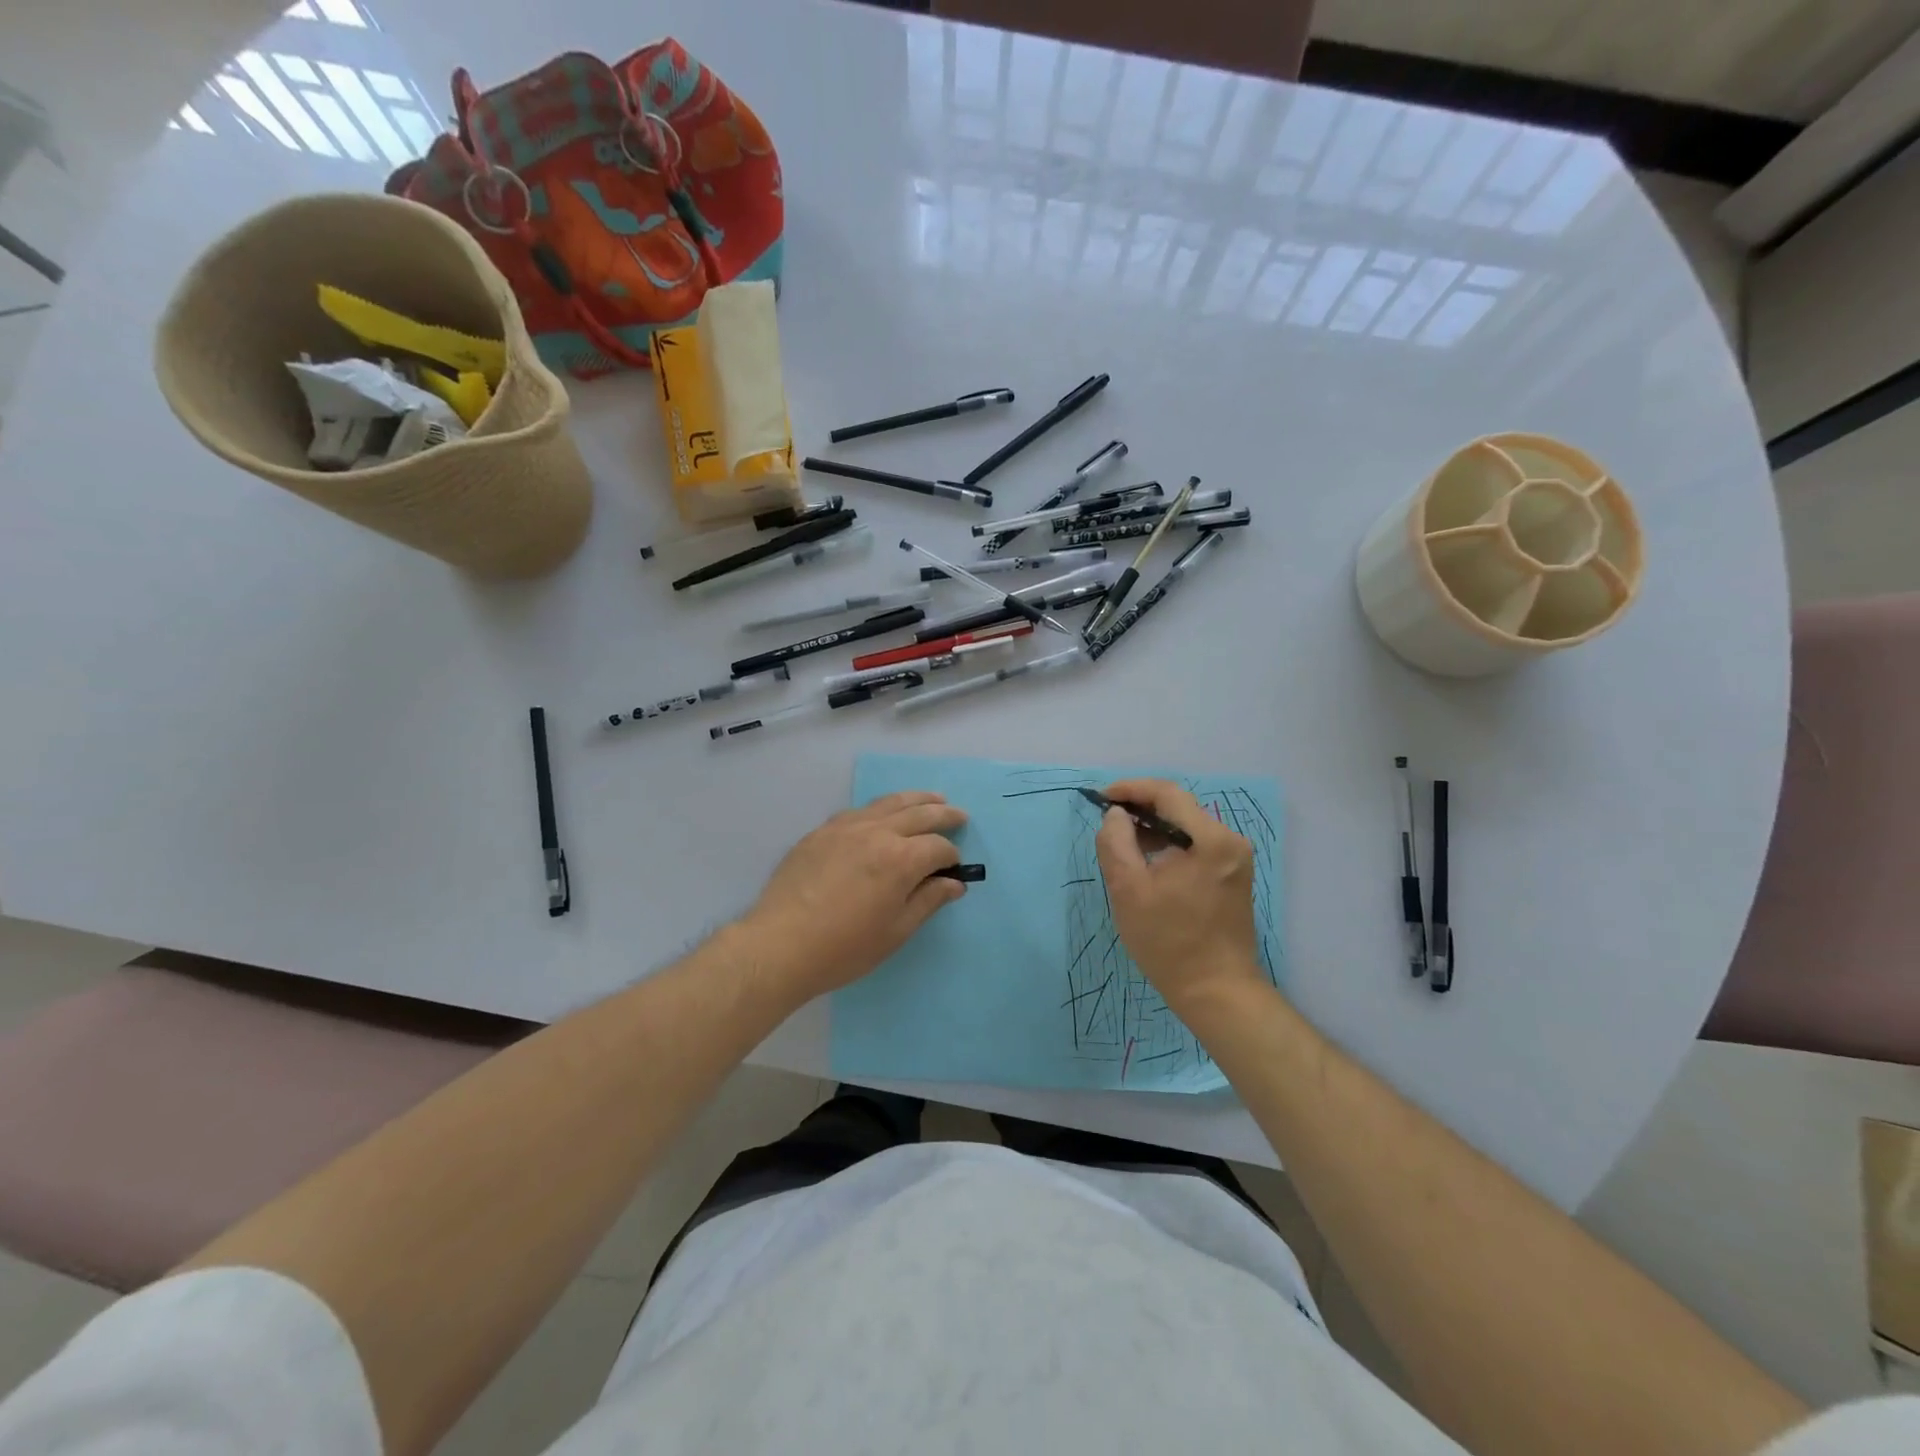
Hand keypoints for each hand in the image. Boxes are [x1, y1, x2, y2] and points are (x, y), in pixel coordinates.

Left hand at [741, 791, 967, 1002]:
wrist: (780, 945)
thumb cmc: (844, 948)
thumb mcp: (896, 932)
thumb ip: (928, 901)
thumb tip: (954, 884)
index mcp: (901, 859)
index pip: (938, 847)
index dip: (951, 857)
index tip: (954, 869)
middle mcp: (877, 832)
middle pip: (919, 813)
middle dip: (944, 813)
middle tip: (960, 815)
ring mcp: (846, 827)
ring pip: (888, 803)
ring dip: (915, 799)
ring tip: (932, 798)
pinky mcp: (821, 832)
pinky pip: (858, 811)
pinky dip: (879, 808)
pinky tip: (882, 814)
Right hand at [1094, 778, 1269, 1011]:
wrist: (1216, 991)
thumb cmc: (1169, 942)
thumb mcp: (1128, 889)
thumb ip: (1116, 842)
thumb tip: (1117, 815)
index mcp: (1210, 840)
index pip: (1167, 793)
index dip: (1131, 789)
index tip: (1101, 798)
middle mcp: (1230, 841)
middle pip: (1180, 807)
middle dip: (1141, 807)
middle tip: (1107, 819)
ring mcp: (1235, 859)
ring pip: (1187, 826)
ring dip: (1154, 827)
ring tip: (1122, 840)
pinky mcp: (1232, 875)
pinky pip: (1196, 845)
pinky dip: (1170, 844)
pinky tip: (1147, 859)